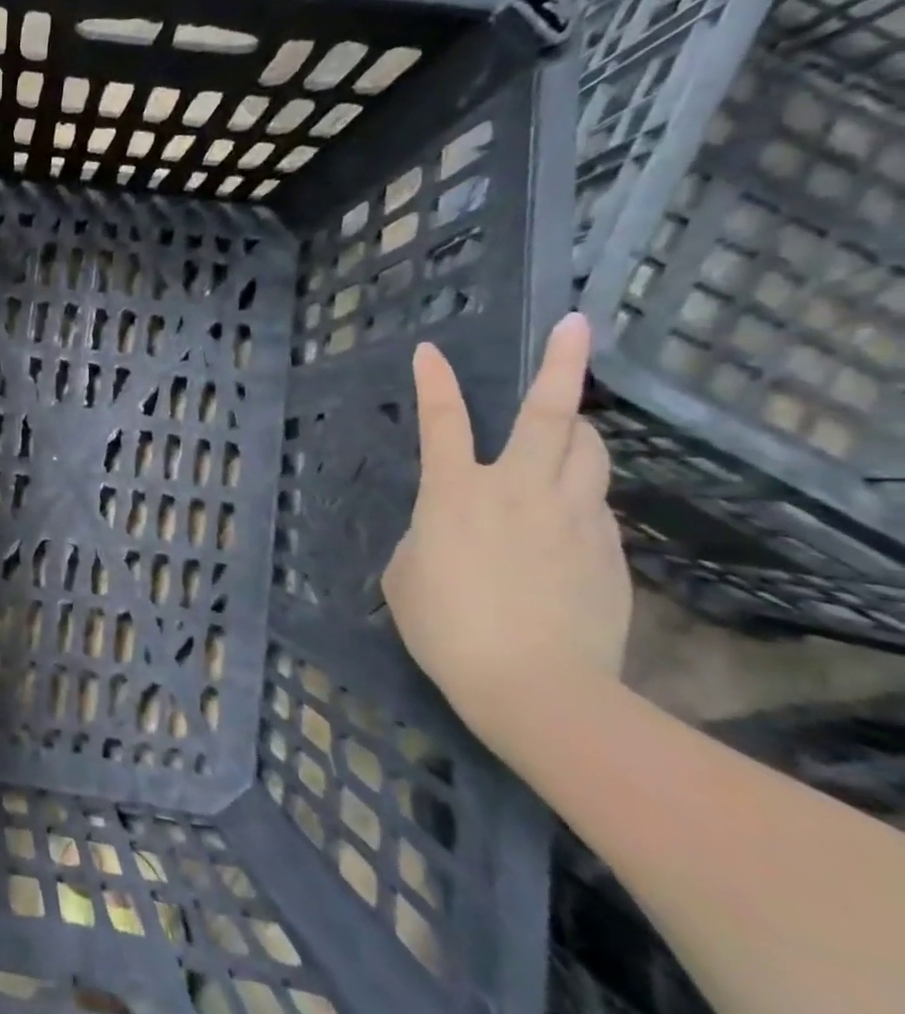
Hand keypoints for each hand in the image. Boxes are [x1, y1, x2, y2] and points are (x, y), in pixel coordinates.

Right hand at [382, 313, 632, 745]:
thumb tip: (449, 526)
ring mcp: (573, 516)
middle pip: (548, 413)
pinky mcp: (608, 549)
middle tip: (574, 325)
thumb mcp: (406, 573)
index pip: (441, 420)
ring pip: (590, 450)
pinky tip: (562, 522)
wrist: (537, 687)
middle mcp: (519, 488)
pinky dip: (578, 494)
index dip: (433, 381)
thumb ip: (427, 533)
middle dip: (560, 362)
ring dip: (577, 429)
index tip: (429, 350)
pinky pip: (595, 503)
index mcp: (456, 492)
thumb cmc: (447, 628)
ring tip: (567, 426)